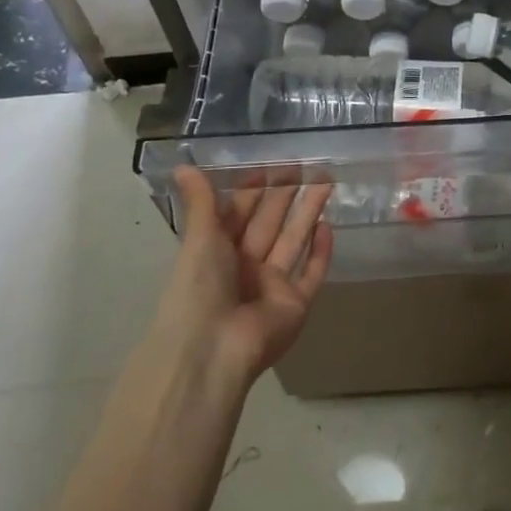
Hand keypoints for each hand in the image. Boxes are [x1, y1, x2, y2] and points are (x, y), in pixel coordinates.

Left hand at [159, 166, 334, 383]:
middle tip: (306, 166)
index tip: (269, 167)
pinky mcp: (296, 303)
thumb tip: (182, 163)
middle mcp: (245, 267)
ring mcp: (272, 286)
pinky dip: (320, 252)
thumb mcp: (199, 238)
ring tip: (326, 182)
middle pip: (269, 224)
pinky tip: (329, 227)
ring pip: (293, 241)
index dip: (252, 191)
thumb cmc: (199, 288)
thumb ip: (201, 202)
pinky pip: (311, 273)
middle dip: (285, 196)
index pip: (238, 215)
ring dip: (308, 212)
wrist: (214, 347)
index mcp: (217, 253)